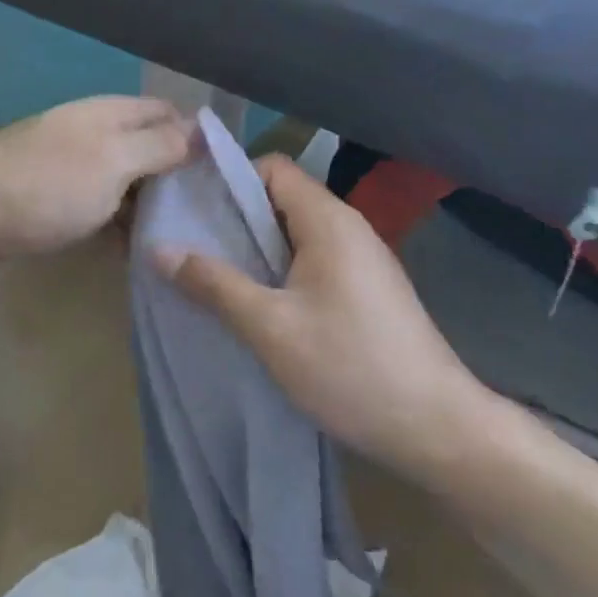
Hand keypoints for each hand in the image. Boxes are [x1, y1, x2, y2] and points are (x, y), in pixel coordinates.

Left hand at [0, 97, 194, 275]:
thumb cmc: (43, 188)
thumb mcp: (112, 162)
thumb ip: (158, 145)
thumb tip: (201, 129)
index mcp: (107, 114)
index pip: (167, 113)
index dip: (198, 138)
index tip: (228, 176)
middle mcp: (91, 133)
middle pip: (147, 146)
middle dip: (178, 174)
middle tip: (211, 214)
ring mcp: (70, 167)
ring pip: (125, 180)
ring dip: (150, 202)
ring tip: (184, 236)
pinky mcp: (53, 200)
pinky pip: (100, 205)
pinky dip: (120, 222)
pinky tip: (138, 249)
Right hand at [155, 155, 495, 483]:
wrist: (438, 428)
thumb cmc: (350, 368)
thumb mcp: (270, 328)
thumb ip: (214, 284)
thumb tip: (158, 249)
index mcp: (328, 220)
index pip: (272, 168)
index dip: (230, 180)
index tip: (191, 209)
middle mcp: (349, 227)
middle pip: (282, 199)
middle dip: (235, 219)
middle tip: (190, 246)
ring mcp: (362, 259)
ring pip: (296, 234)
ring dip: (255, 249)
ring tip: (213, 276)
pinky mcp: (367, 290)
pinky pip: (313, 261)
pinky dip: (280, 271)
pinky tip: (257, 305)